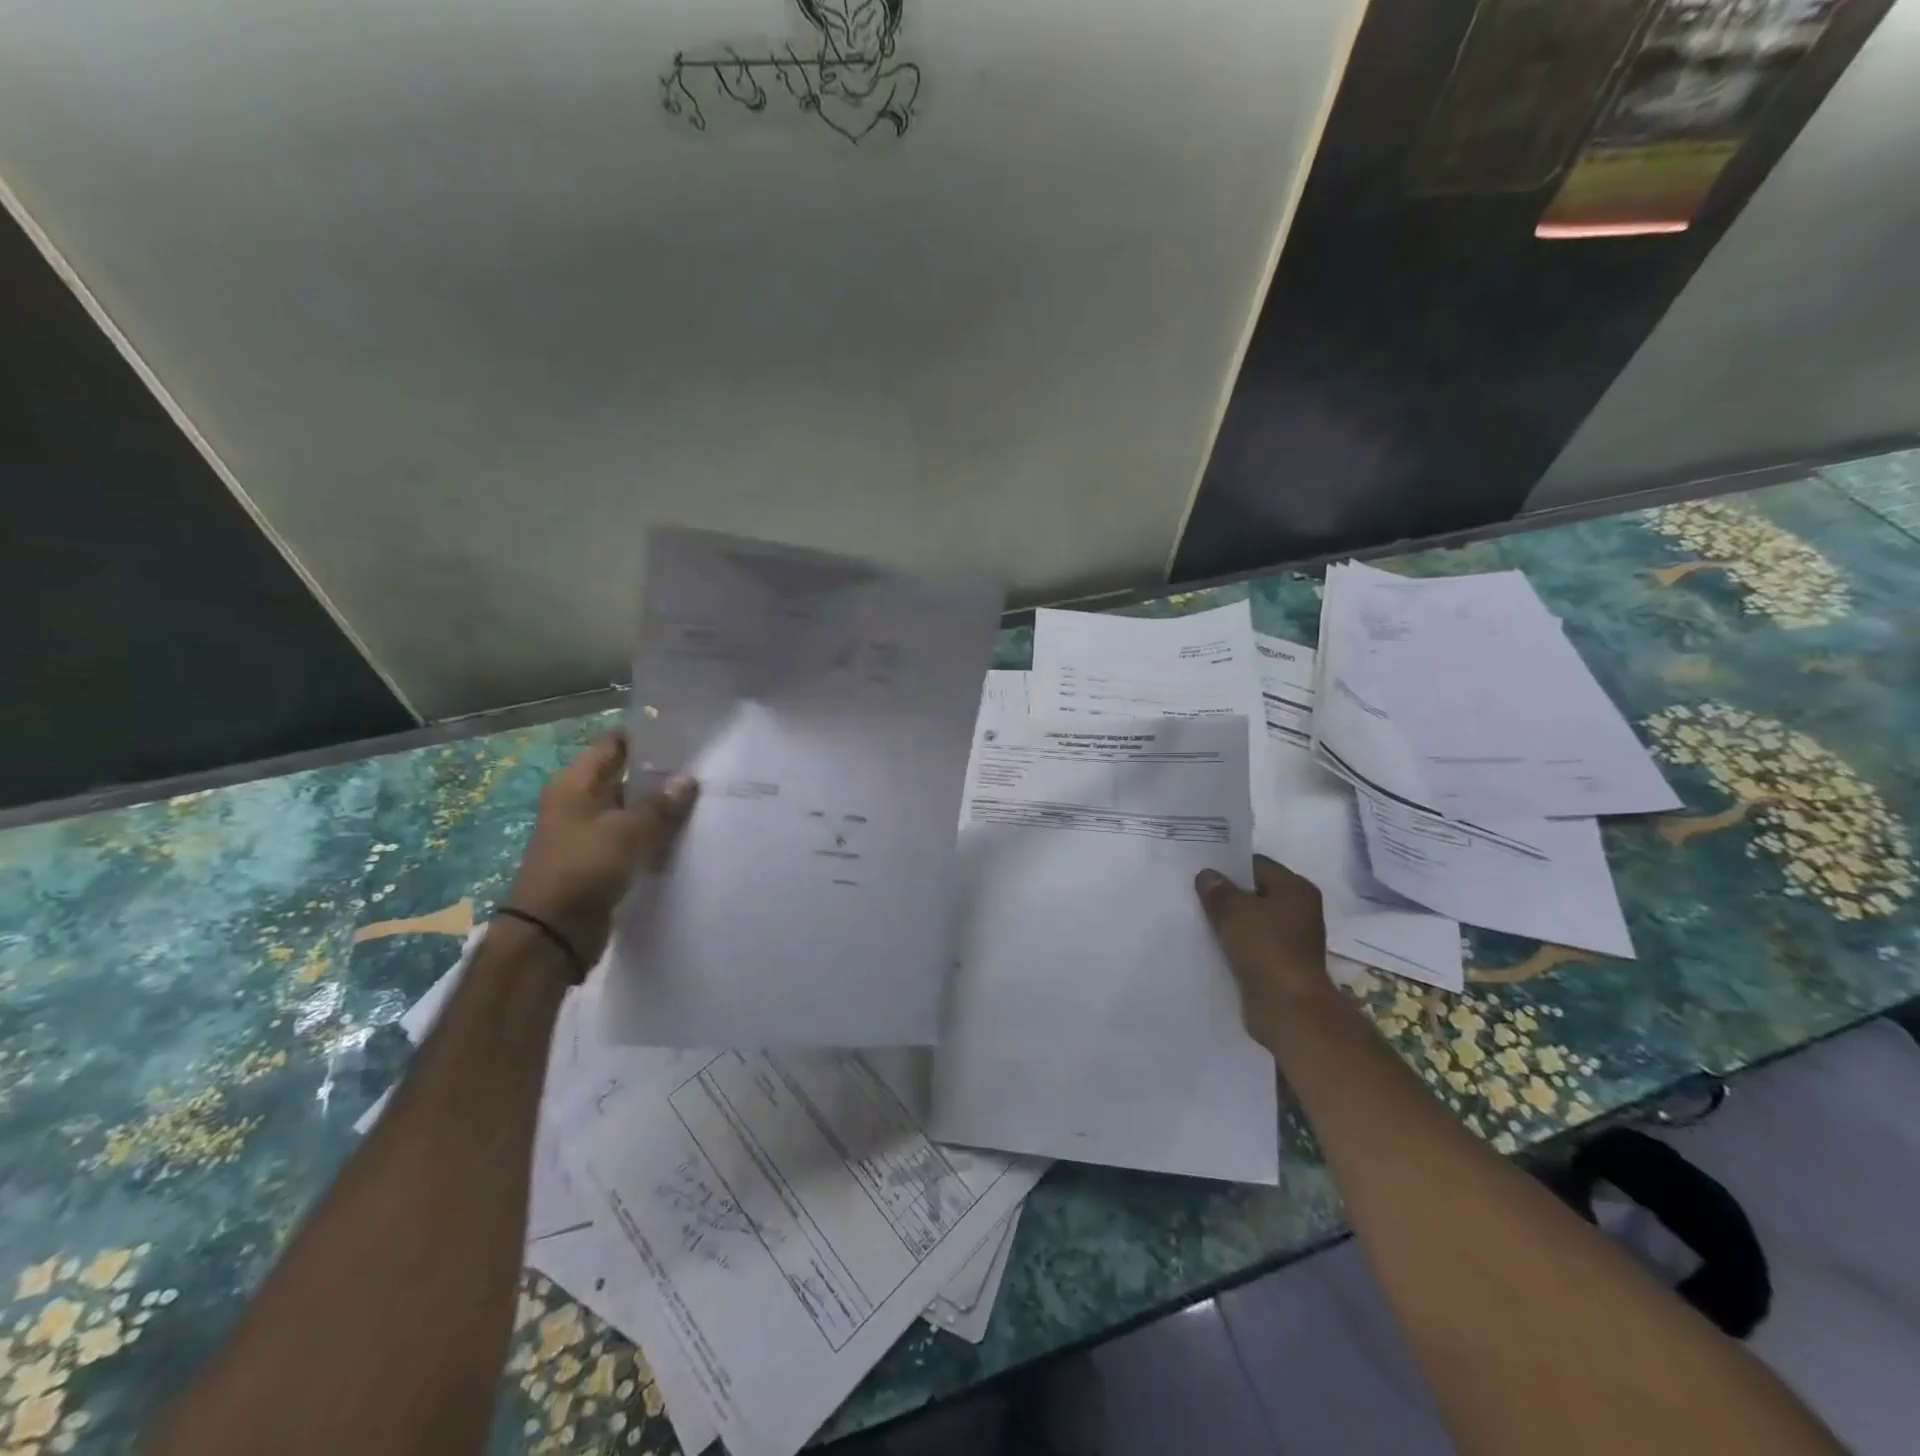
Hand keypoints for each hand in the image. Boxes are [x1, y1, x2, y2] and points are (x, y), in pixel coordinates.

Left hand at [505, 733, 697, 963]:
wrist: (553, 932)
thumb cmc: (585, 868)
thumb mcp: (628, 831)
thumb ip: (660, 805)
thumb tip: (687, 780)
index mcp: (576, 785)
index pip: (613, 745)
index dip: (646, 738)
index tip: (683, 737)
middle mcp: (579, 803)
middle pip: (624, 777)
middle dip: (660, 775)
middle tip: (703, 770)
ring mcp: (588, 833)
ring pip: (631, 810)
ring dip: (659, 809)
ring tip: (702, 801)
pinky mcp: (599, 861)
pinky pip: (632, 839)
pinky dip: (653, 836)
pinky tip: (684, 836)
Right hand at [1195, 854, 1332, 1046]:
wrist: (1287, 1008)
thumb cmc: (1265, 948)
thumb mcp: (1233, 910)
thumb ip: (1217, 890)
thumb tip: (1207, 876)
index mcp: (1296, 889)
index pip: (1256, 865)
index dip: (1228, 866)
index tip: (1199, 870)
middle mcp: (1298, 910)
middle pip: (1254, 893)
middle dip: (1226, 894)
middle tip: (1193, 893)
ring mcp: (1290, 940)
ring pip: (1251, 921)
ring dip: (1228, 922)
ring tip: (1196, 918)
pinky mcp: (1279, 965)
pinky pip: (1250, 946)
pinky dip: (1233, 945)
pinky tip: (1209, 944)